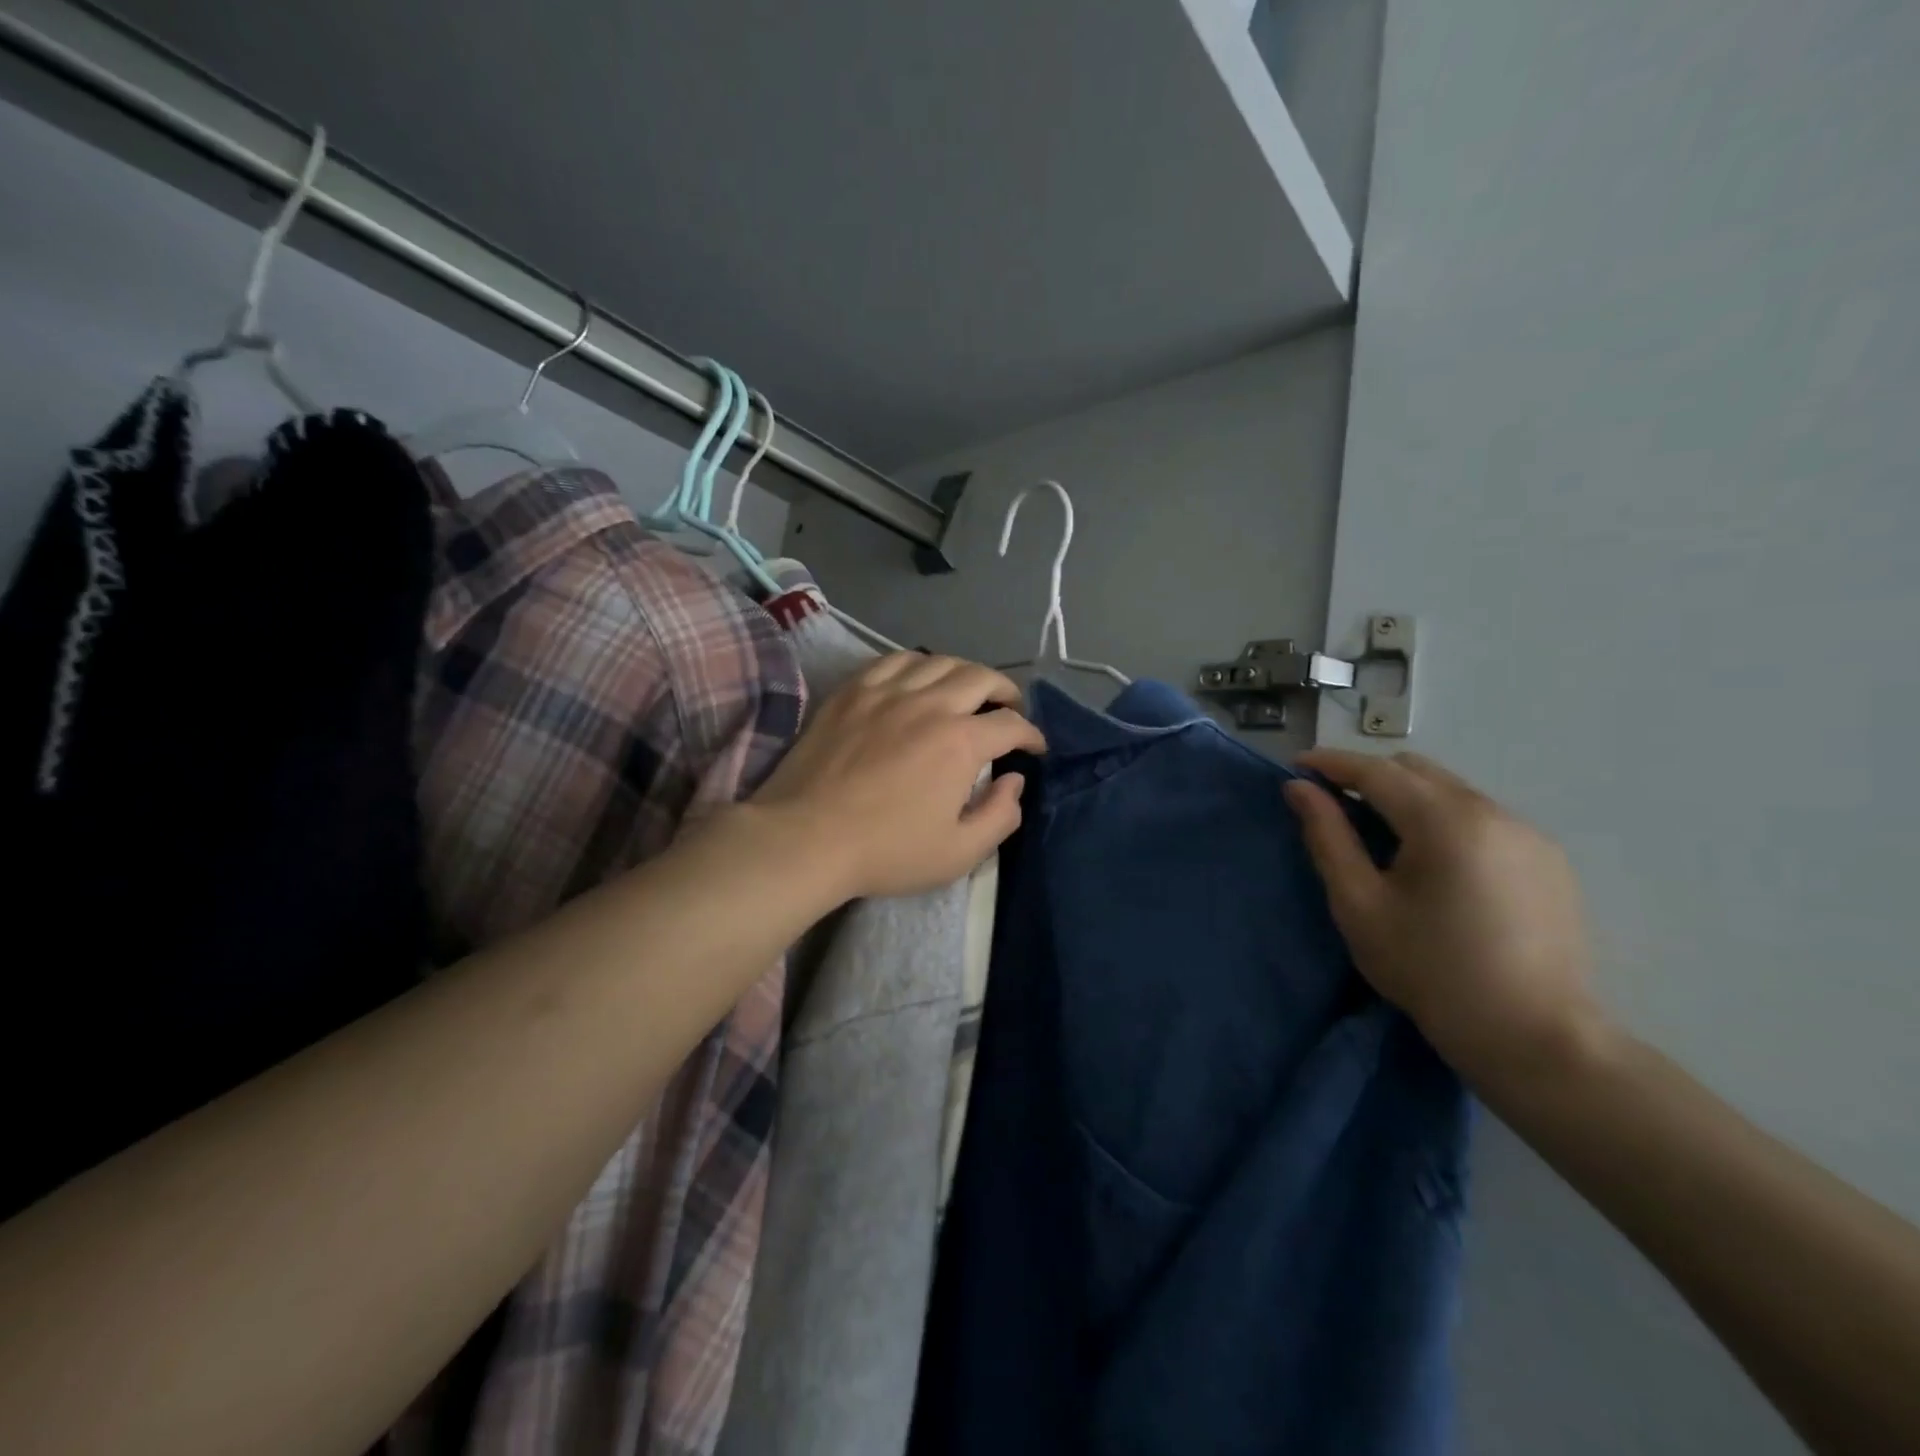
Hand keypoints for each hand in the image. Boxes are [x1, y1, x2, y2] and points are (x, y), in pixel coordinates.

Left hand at [751, 654, 1044, 901]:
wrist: (805, 837)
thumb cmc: (885, 851)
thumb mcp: (957, 853)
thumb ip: (999, 816)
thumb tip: (1014, 781)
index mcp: (960, 742)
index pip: (1010, 725)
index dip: (1031, 734)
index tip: (1034, 747)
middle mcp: (929, 704)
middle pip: (979, 677)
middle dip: (1005, 690)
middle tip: (1008, 708)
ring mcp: (886, 692)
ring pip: (938, 661)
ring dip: (964, 672)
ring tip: (967, 689)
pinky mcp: (852, 691)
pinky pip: (894, 660)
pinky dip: (917, 664)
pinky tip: (917, 679)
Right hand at [1284, 750, 1611, 1088]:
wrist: (1535, 1038)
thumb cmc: (1430, 971)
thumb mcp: (1359, 904)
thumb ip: (1327, 837)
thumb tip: (1299, 788)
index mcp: (1444, 821)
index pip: (1376, 770)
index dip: (1331, 763)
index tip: (1296, 766)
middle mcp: (1492, 811)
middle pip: (1416, 770)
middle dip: (1368, 776)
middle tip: (1332, 804)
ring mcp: (1528, 833)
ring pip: (1451, 790)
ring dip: (1407, 797)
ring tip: (1380, 834)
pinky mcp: (1548, 858)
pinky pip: (1481, 816)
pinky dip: (1443, 818)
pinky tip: (1433, 861)